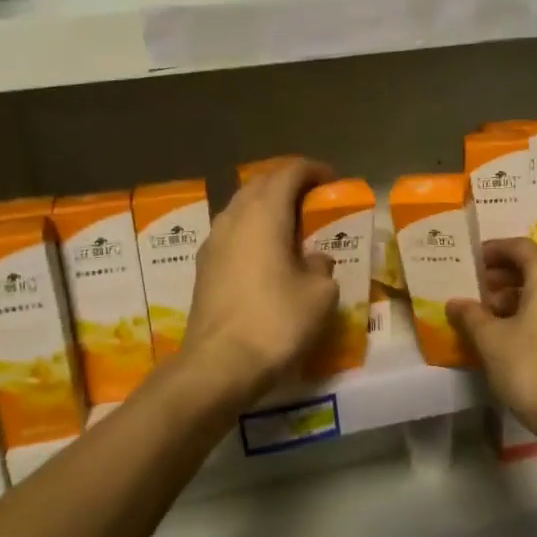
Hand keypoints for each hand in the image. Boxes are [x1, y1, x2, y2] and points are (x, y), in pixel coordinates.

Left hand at [182, 158, 338, 401]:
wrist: (218, 365)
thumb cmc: (276, 321)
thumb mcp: (319, 294)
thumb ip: (321, 266)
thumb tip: (314, 260)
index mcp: (265, 213)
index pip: (289, 172)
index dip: (313, 170)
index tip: (332, 181)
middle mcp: (234, 217)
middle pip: (261, 184)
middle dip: (287, 184)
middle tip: (313, 199)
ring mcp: (213, 242)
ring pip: (242, 207)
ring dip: (267, 207)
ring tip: (291, 226)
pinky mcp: (203, 267)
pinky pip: (232, 233)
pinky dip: (252, 231)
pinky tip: (266, 255)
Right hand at [447, 240, 536, 442]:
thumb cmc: (532, 365)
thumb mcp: (490, 339)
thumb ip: (470, 315)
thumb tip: (455, 303)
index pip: (519, 247)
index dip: (492, 251)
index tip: (470, 262)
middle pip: (535, 267)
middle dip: (502, 277)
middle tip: (475, 291)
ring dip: (517, 297)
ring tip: (488, 317)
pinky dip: (534, 312)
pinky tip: (511, 335)